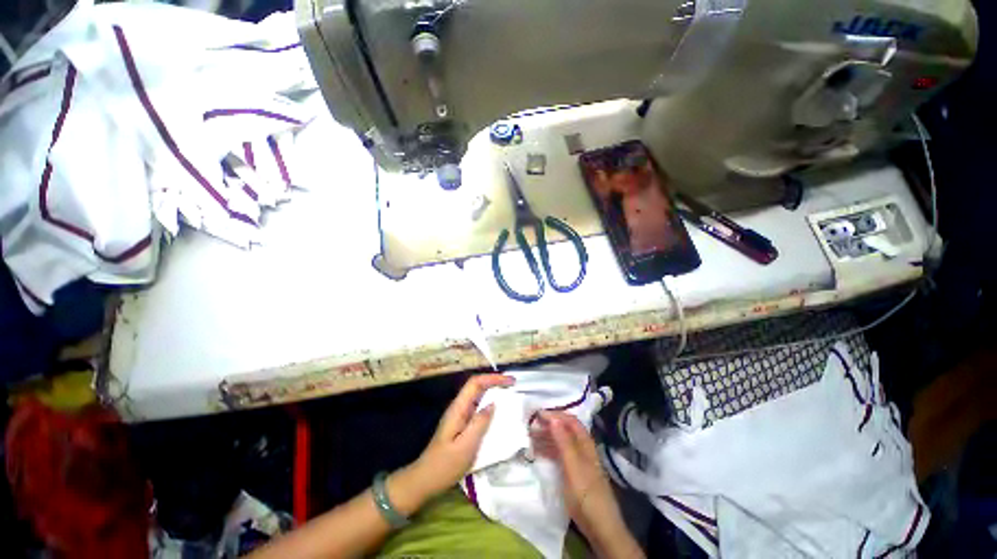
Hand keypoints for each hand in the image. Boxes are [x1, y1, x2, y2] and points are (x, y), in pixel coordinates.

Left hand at [407, 374, 514, 499]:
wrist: (425, 480)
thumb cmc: (445, 465)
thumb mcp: (466, 446)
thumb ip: (480, 423)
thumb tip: (493, 404)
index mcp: (458, 408)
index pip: (475, 383)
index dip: (493, 378)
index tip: (510, 381)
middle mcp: (458, 407)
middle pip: (477, 386)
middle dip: (494, 381)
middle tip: (513, 385)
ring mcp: (459, 415)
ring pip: (477, 396)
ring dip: (493, 391)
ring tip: (509, 394)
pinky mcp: (461, 424)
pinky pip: (477, 408)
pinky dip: (489, 404)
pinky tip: (498, 412)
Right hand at [533, 411, 642, 557]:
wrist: (599, 525)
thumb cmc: (586, 493)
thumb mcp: (573, 466)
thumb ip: (563, 442)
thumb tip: (553, 418)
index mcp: (585, 443)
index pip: (570, 420)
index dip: (555, 415)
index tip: (537, 414)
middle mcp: (581, 448)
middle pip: (564, 430)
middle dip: (548, 425)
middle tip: (530, 425)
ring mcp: (577, 460)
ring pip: (560, 442)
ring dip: (546, 437)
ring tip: (530, 437)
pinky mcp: (572, 472)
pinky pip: (558, 454)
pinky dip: (547, 450)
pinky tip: (536, 451)